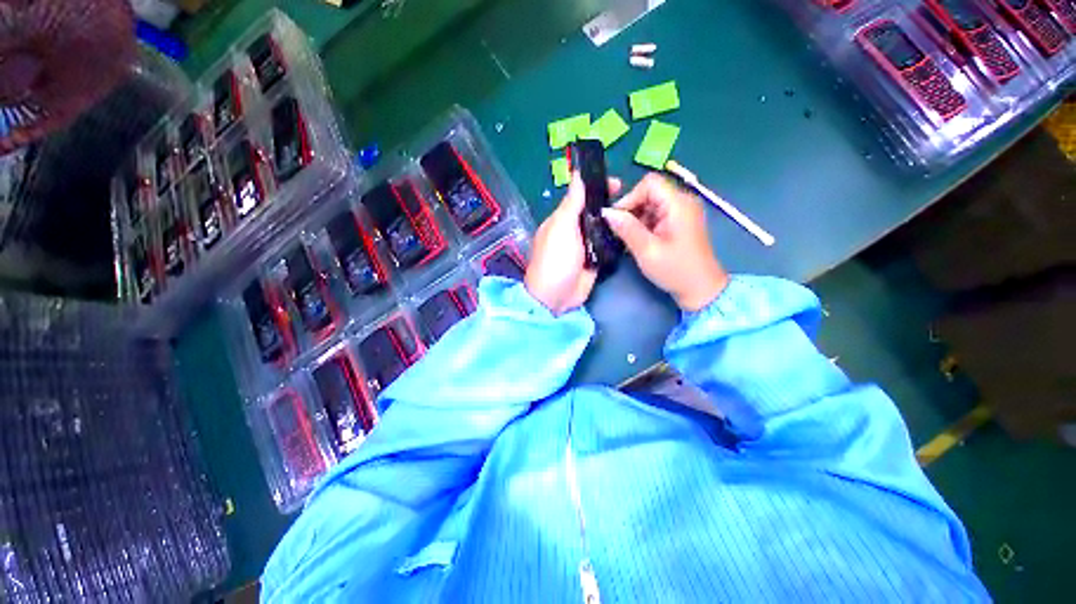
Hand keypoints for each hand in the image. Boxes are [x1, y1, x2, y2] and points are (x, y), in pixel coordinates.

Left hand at [525, 172, 620, 314]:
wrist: (557, 296)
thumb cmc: (556, 258)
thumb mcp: (561, 227)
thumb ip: (571, 203)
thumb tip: (577, 175)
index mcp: (561, 219)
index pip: (580, 197)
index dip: (596, 188)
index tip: (617, 183)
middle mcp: (573, 230)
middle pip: (593, 212)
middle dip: (610, 204)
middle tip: (631, 200)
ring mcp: (584, 246)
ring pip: (601, 228)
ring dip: (615, 221)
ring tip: (636, 213)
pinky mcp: (594, 260)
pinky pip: (606, 245)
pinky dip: (615, 239)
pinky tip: (630, 231)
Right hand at [602, 173, 728, 311]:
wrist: (701, 290)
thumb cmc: (675, 270)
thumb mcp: (647, 250)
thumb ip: (627, 229)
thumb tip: (606, 212)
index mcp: (678, 204)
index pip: (649, 183)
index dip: (630, 197)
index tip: (618, 220)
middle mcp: (682, 202)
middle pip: (649, 193)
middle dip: (631, 210)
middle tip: (620, 232)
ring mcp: (682, 212)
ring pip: (651, 204)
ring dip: (636, 219)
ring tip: (629, 240)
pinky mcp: (679, 223)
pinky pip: (656, 215)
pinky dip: (644, 225)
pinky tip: (638, 241)